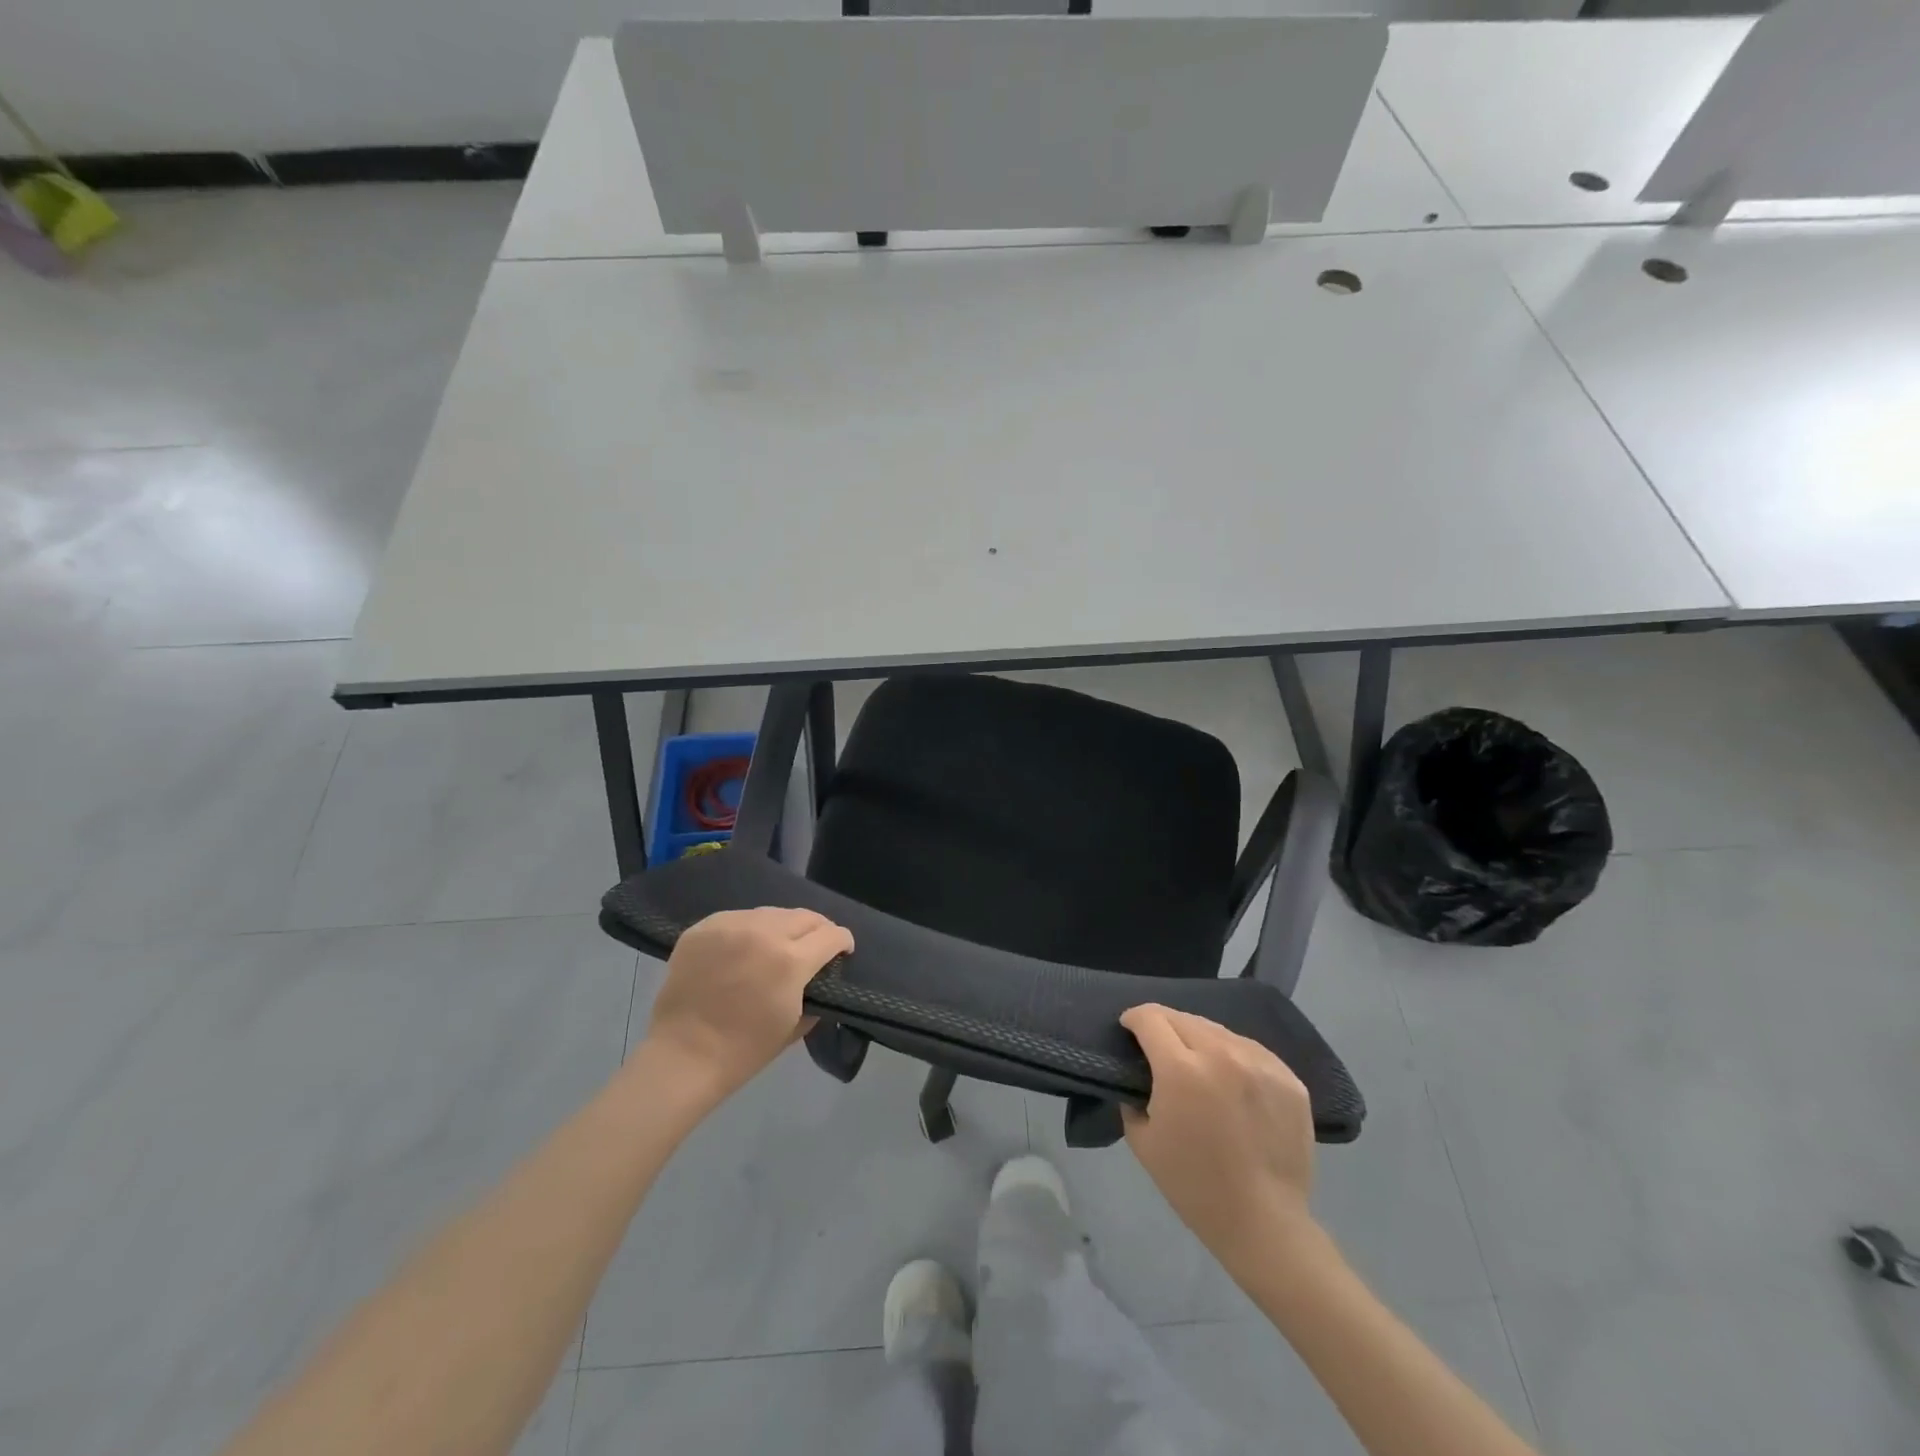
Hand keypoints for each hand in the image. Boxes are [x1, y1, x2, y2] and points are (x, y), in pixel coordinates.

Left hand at [639, 908, 853, 1108]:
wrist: (683, 1056)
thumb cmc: (744, 1050)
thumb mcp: (795, 1024)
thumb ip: (814, 992)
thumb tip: (818, 976)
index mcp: (791, 960)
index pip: (832, 934)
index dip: (843, 942)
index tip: (843, 951)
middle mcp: (763, 933)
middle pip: (804, 916)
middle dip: (817, 930)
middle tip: (815, 946)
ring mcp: (730, 926)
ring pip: (771, 913)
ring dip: (782, 927)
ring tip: (777, 945)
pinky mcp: (703, 927)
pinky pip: (738, 918)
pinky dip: (749, 930)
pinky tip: (745, 948)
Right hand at [1120, 1004, 1318, 1266]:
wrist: (1264, 1224)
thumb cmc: (1194, 1186)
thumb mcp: (1142, 1141)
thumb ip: (1134, 1095)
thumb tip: (1139, 1073)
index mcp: (1181, 1069)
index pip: (1150, 1018)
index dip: (1134, 1019)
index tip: (1129, 1030)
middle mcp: (1222, 1054)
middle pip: (1183, 1018)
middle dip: (1163, 1026)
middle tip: (1159, 1048)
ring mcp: (1260, 1063)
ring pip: (1218, 1030)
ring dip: (1199, 1038)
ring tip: (1196, 1062)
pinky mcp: (1288, 1078)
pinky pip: (1250, 1050)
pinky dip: (1232, 1055)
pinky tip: (1230, 1078)